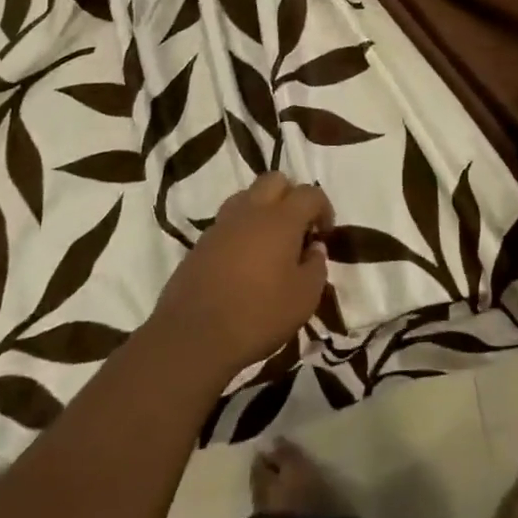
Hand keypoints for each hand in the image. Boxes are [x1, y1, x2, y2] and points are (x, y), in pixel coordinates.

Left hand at [152, 172, 333, 379]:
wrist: (193, 336)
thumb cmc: (258, 315)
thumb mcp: (304, 299)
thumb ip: (316, 267)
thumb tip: (314, 248)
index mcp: (282, 218)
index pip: (310, 193)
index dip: (323, 208)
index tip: (324, 233)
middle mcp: (251, 210)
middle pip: (275, 180)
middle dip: (291, 196)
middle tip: (297, 228)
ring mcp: (222, 224)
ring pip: (248, 196)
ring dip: (263, 209)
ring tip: (269, 242)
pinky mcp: (201, 242)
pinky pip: (228, 222)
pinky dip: (241, 230)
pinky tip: (244, 261)